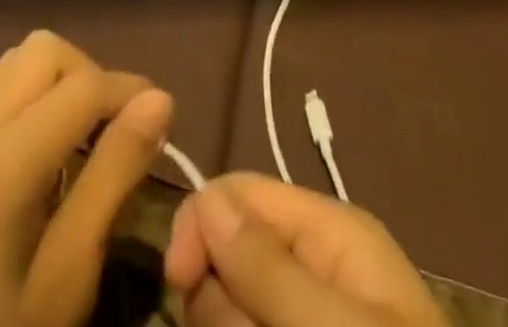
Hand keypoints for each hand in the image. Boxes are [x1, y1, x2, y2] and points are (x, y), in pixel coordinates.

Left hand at [0, 30, 172, 326]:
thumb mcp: (67, 277)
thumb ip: (113, 178)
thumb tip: (160, 101)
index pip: (79, 87)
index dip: (128, 90)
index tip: (164, 115)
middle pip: (44, 51)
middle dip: (90, 76)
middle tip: (117, 131)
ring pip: (19, 61)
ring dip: (61, 82)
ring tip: (86, 140)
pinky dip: (34, 99)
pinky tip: (47, 155)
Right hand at [165, 175, 446, 326]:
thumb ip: (270, 267)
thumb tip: (205, 200)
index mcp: (328, 232)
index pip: (238, 193)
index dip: (201, 225)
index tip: (179, 284)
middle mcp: (311, 266)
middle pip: (227, 255)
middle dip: (223, 304)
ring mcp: (301, 316)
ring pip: (229, 310)